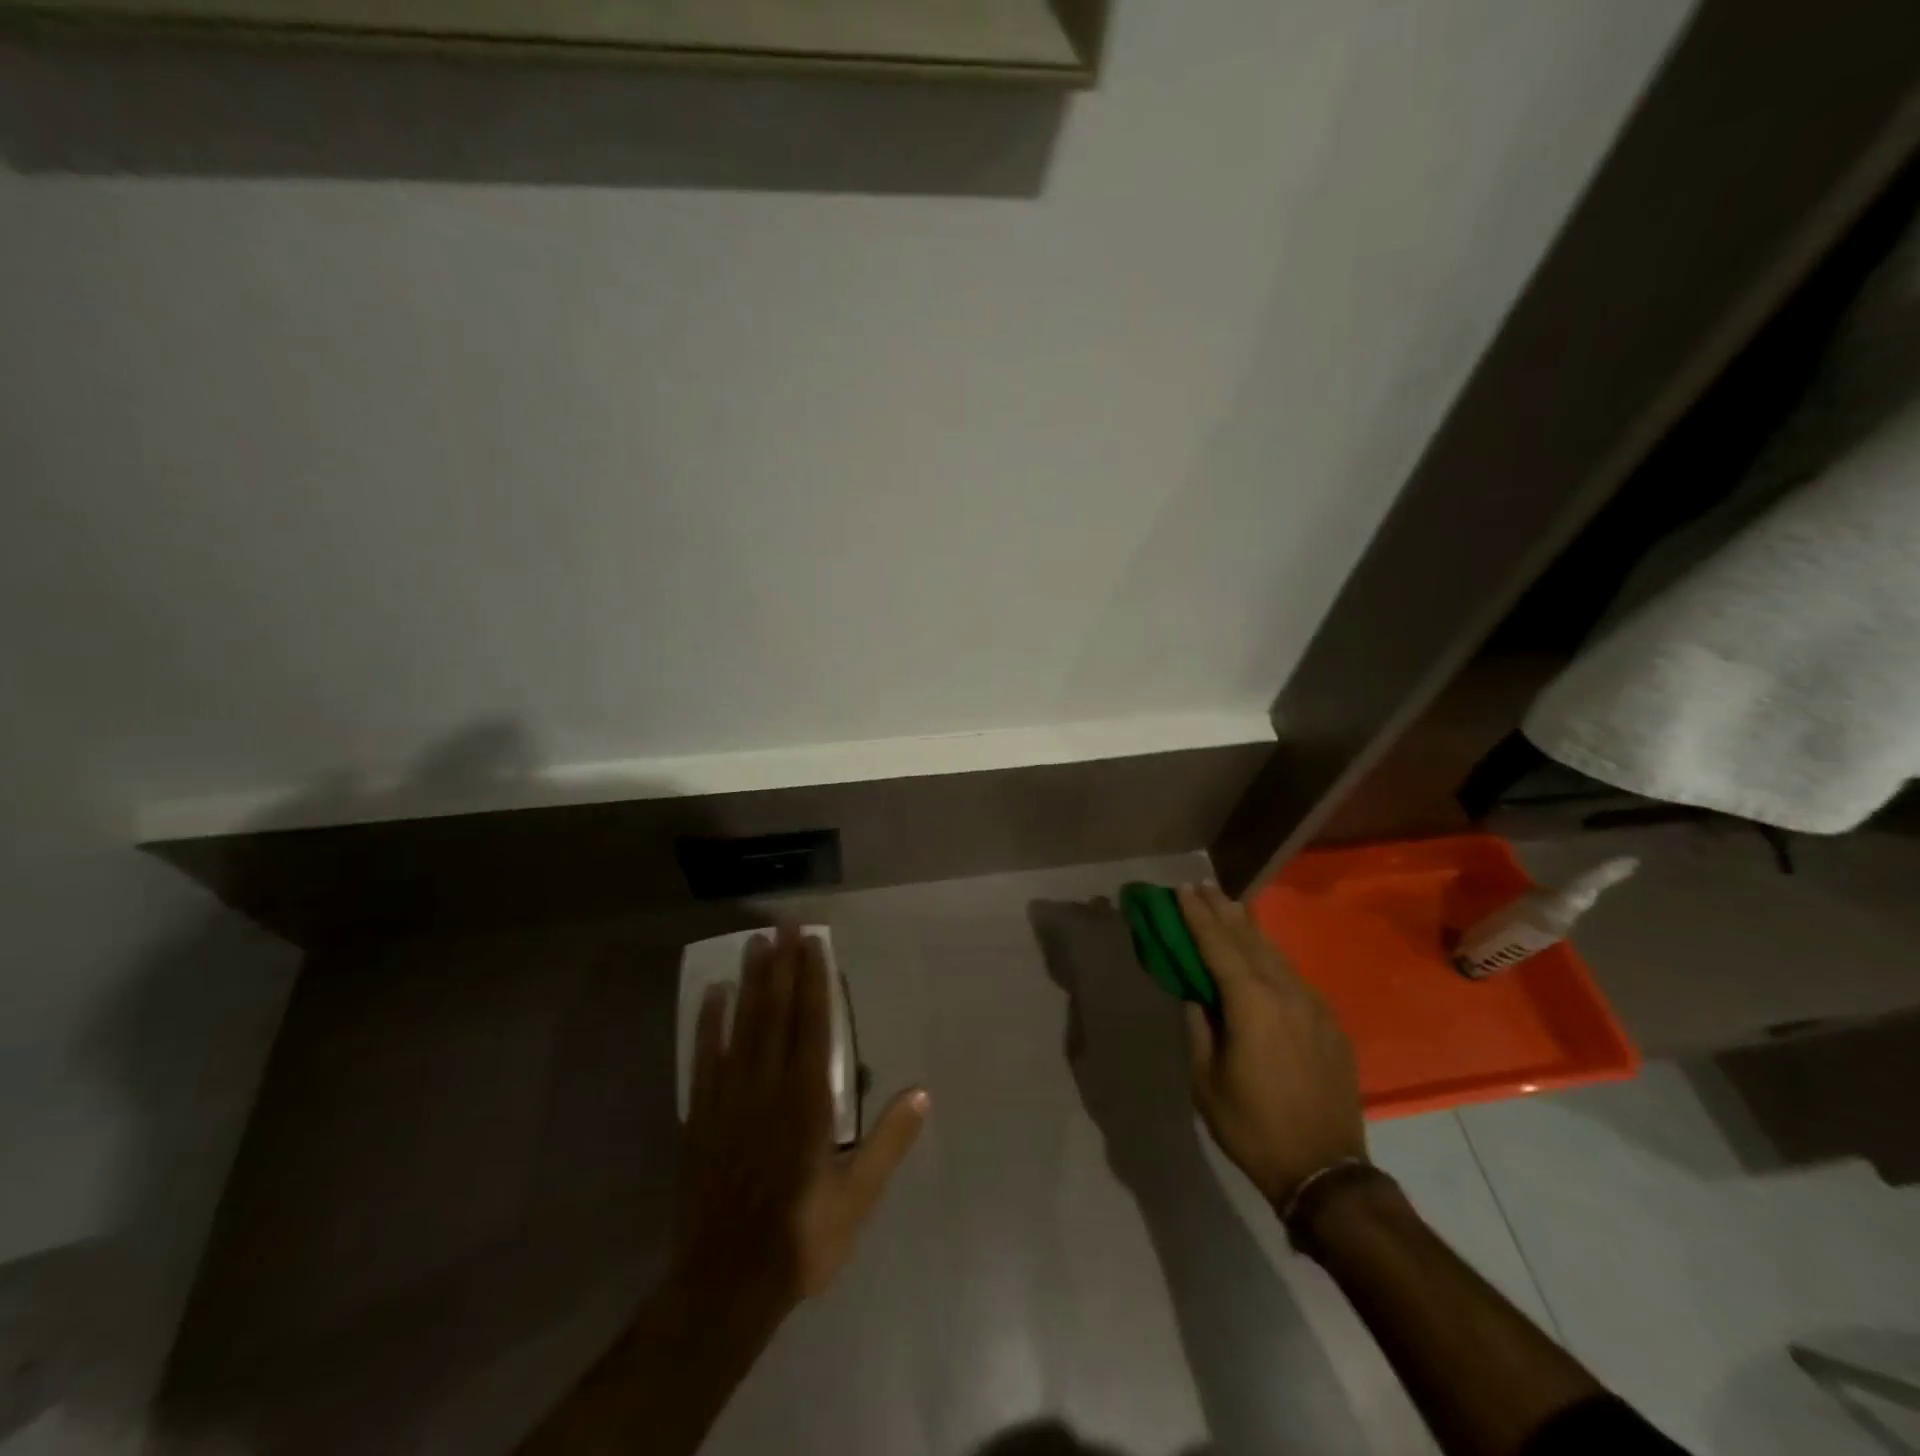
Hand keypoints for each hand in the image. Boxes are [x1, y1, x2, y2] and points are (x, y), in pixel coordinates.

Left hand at [674, 924, 928, 1335]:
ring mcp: (730, 1099)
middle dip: (782, 965)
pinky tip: (713, 995)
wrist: (725, 1285)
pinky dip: (709, 1024)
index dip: (814, 980)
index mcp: (808, 1102)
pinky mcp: (701, 1117)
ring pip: (742, 1026)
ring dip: (749, 982)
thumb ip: (888, 1143)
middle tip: (783, 924)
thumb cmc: (801, 1239)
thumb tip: (922, 1092)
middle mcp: (768, 1088)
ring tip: (754, 943)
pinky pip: (705, 1059)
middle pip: (776, 1013)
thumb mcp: (857, 1198)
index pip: (812, 1025)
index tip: (813, 942)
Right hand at [1178, 884, 1365, 1207]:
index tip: (1182, 890)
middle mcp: (1286, 993)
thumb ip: (1199, 1026)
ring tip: (1228, 905)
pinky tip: (1260, 954)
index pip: (1218, 946)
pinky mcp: (1329, 1023)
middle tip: (1202, 885)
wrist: (1325, 1171)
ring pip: (1275, 954)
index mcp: (1252, 1004)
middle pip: (1250, 939)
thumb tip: (1196, 993)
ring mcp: (1314, 1006)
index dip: (1198, 916)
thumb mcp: (1205, 1079)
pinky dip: (1270, 956)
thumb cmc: (1252, 1126)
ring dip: (1248, 928)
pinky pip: (1293, 977)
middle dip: (1223, 910)